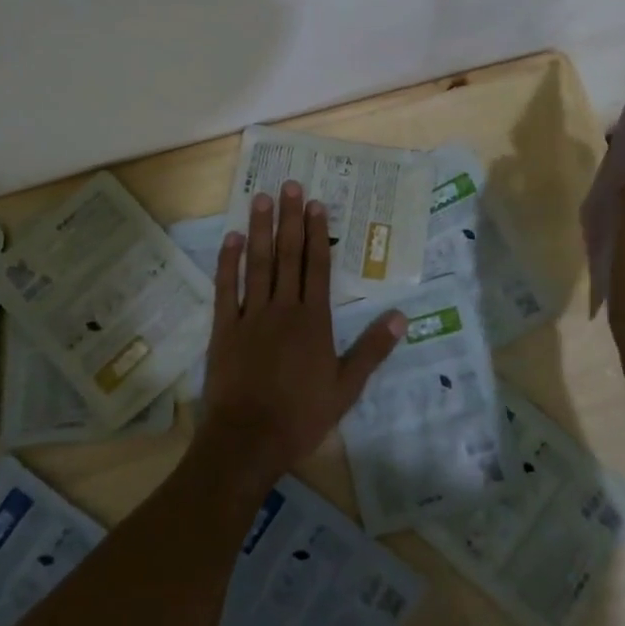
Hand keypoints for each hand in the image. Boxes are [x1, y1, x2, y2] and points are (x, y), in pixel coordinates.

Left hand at [198, 180, 403, 485]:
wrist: (248, 440)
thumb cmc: (301, 416)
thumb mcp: (347, 388)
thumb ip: (372, 349)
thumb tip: (401, 316)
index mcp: (313, 320)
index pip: (317, 266)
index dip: (317, 232)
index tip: (315, 203)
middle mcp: (282, 308)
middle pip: (288, 255)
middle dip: (290, 219)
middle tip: (289, 185)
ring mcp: (250, 316)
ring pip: (257, 264)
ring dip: (259, 230)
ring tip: (260, 198)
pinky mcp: (223, 328)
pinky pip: (225, 289)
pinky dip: (227, 263)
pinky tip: (230, 239)